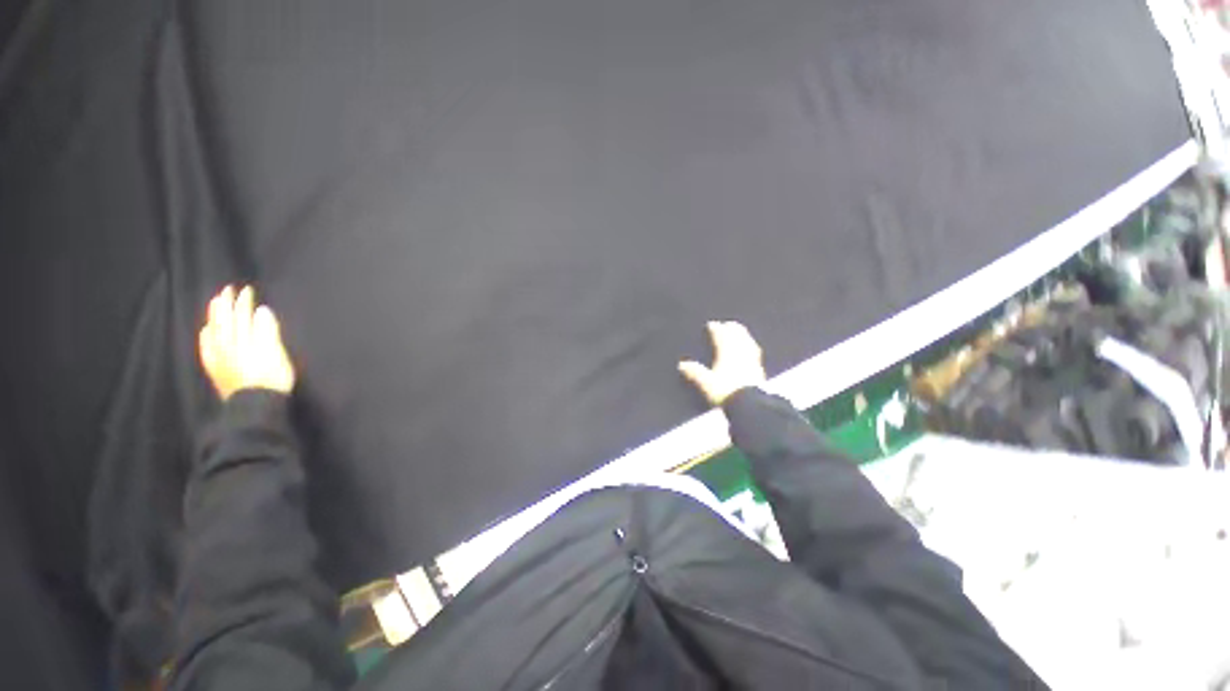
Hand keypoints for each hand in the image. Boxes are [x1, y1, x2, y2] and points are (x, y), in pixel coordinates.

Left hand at [199, 285, 295, 400]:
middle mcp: (227, 344)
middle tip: (227, 290)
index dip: (244, 302)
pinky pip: (205, 347)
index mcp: (244, 339)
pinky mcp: (215, 367)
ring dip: (214, 316)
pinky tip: (206, 331)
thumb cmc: (272, 378)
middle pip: (224, 320)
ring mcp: (218, 356)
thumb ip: (267, 331)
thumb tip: (261, 310)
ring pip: (213, 330)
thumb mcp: (276, 353)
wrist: (255, 405)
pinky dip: (206, 335)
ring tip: (215, 304)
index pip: (242, 315)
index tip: (246, 289)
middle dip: (225, 304)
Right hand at [678, 321, 766, 405]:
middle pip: (737, 336)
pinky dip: (752, 347)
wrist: (750, 405)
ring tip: (741, 333)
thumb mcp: (706, 383)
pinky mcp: (760, 370)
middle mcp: (740, 353)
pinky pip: (755, 353)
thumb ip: (695, 373)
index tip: (711, 325)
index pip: (721, 336)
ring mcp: (752, 361)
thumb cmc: (726, 391)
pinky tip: (752, 351)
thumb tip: (682, 365)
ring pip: (748, 342)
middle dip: (732, 329)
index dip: (716, 329)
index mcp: (727, 352)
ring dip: (744, 335)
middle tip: (728, 324)